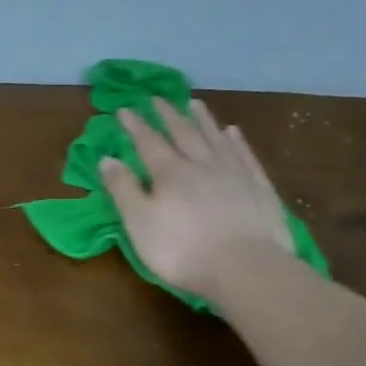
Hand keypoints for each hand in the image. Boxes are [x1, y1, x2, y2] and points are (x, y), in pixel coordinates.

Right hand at [101, 98, 293, 297]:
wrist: (246, 268)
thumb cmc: (182, 250)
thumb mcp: (139, 223)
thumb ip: (123, 189)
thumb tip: (107, 159)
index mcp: (170, 174)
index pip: (148, 142)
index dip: (135, 126)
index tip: (124, 109)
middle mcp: (202, 164)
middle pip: (183, 133)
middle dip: (168, 115)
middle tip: (158, 97)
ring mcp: (234, 173)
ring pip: (215, 138)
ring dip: (202, 120)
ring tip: (194, 103)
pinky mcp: (259, 187)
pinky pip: (245, 155)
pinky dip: (236, 141)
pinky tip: (233, 132)